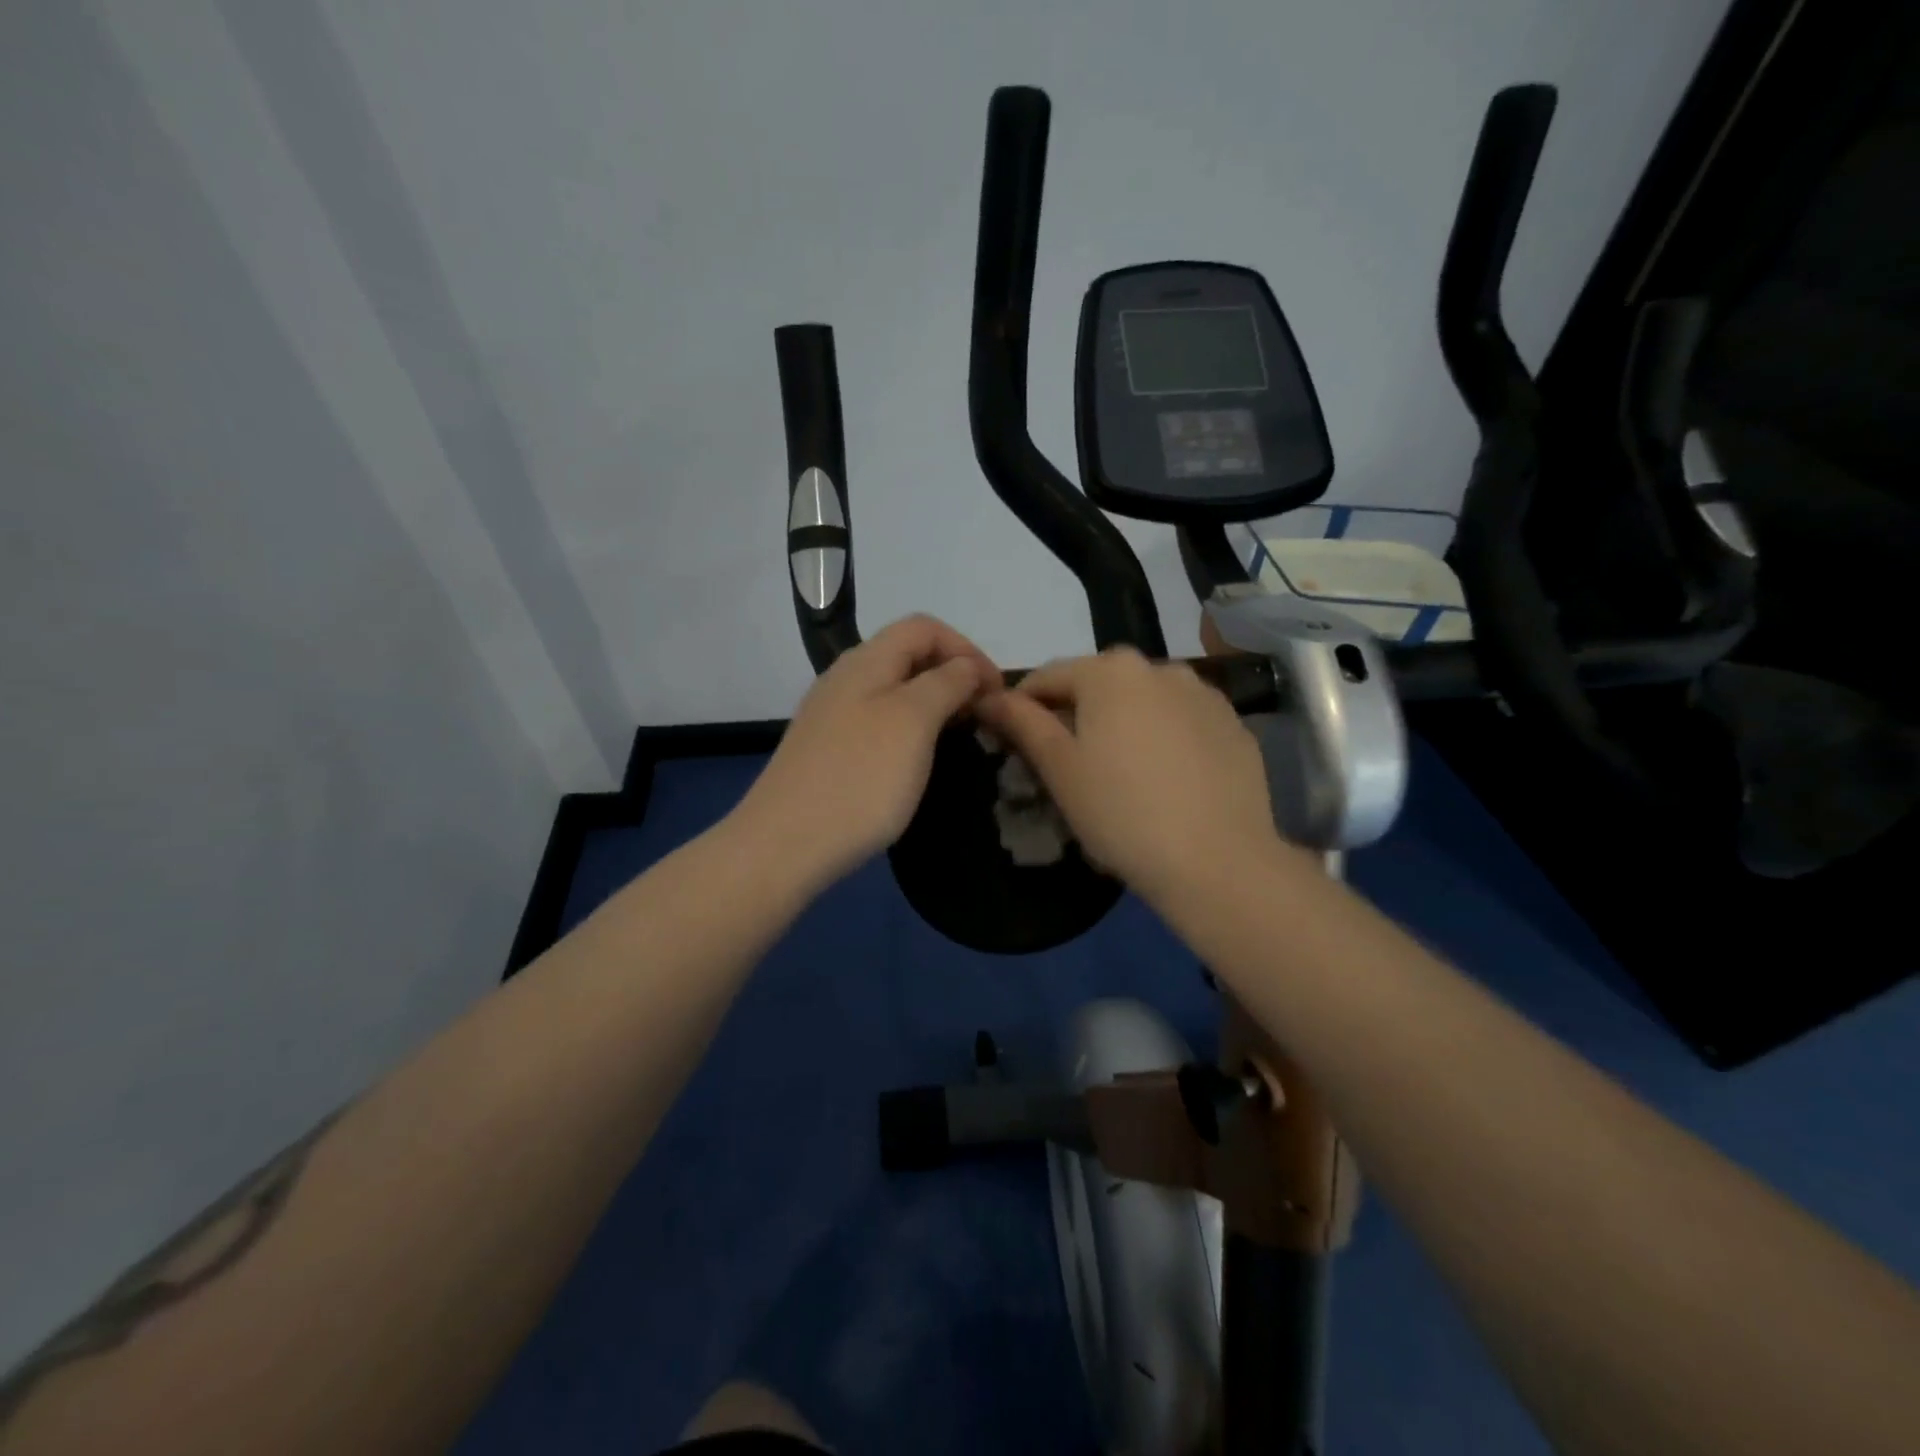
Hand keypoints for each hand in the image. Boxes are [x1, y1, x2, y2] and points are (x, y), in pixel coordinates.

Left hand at [733, 615, 999, 891]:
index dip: (966, 649)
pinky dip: (910, 730)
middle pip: (908, 655)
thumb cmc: (860, 778)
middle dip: (953, 675)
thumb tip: (967, 666)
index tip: (996, 691)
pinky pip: (879, 723)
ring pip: (894, 691)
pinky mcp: (828, 751)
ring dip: (934, 704)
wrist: (784, 845)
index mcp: (866, 661)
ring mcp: (832, 716)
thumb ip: (946, 683)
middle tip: (984, 715)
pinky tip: (919, 761)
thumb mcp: (913, 721)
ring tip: (960, 737)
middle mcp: (845, 679)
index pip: (924, 627)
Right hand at [977, 648, 1282, 902]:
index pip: (1048, 677)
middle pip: (1099, 684)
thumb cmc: (1121, 812)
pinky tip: (1164, 779)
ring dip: (1122, 722)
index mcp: (1110, 671)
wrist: (1218, 861)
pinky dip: (1163, 737)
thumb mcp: (1059, 769)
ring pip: (1144, 701)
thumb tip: (990, 697)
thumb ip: (1022, 723)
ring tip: (1120, 772)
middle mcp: (1160, 667)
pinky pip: (1182, 722)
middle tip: (1067, 763)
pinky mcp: (1233, 725)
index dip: (1022, 707)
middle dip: (1076, 714)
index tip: (1012, 741)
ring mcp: (1204, 694)